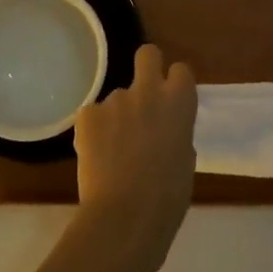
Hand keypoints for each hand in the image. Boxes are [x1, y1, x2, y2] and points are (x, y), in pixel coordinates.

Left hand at [70, 44, 197, 271]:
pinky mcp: (87, 114)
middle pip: (147, 54)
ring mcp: (115, 100)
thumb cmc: (168, 197)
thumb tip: (164, 131)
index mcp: (179, 102)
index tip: (171, 101)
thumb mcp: (185, 160)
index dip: (174, 84)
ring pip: (117, 98)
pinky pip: (93, 116)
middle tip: (143, 96)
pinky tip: (96, 157)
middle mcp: (148, 91)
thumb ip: (176, 134)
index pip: (181, 70)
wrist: (126, 217)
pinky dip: (94, 131)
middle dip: (147, 67)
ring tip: (114, 152)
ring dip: (117, 116)